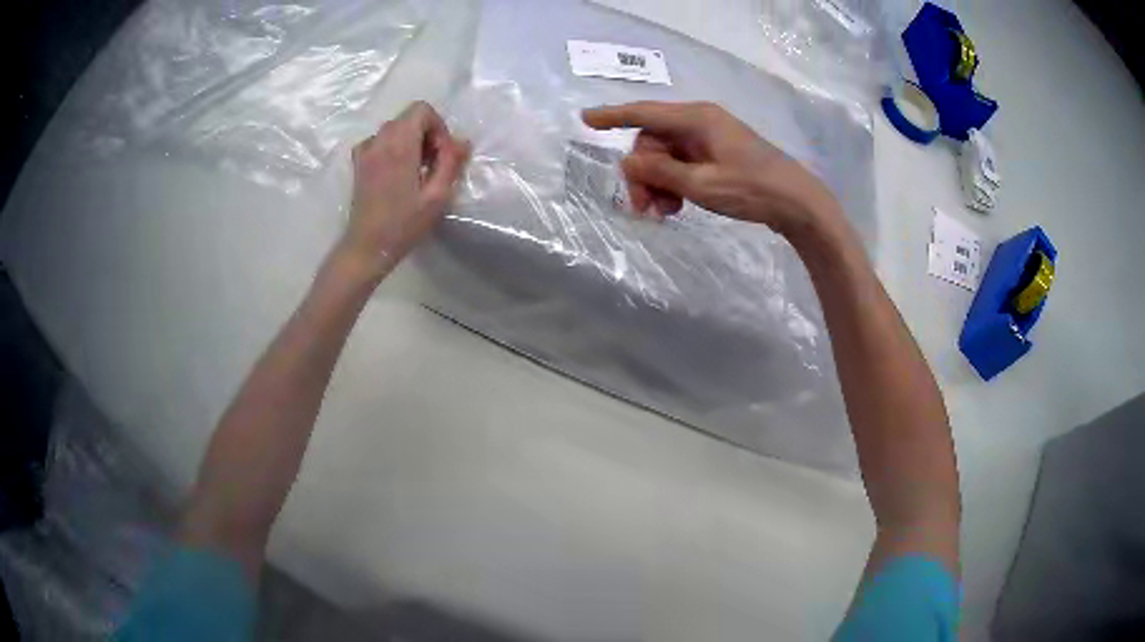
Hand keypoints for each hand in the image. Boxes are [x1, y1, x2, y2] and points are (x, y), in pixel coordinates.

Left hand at [337, 101, 470, 280]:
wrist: (367, 247)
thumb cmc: (404, 224)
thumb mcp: (437, 196)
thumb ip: (451, 163)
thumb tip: (463, 141)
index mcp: (398, 144)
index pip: (422, 110)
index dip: (438, 127)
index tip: (441, 155)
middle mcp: (379, 140)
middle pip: (409, 118)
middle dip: (426, 135)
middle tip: (433, 166)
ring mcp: (365, 150)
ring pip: (395, 129)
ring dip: (411, 142)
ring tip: (417, 173)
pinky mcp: (358, 162)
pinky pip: (381, 141)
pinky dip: (394, 149)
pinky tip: (398, 174)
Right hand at [582, 101, 839, 237]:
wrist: (798, 203)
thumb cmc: (752, 190)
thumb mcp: (702, 184)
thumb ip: (661, 173)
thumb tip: (628, 164)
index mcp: (696, 119)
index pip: (644, 113)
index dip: (613, 116)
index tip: (585, 120)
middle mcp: (699, 122)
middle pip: (653, 142)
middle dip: (643, 173)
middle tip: (644, 207)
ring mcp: (709, 139)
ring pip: (666, 156)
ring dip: (658, 183)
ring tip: (664, 213)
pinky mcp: (717, 155)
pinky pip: (683, 164)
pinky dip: (675, 184)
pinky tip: (677, 207)